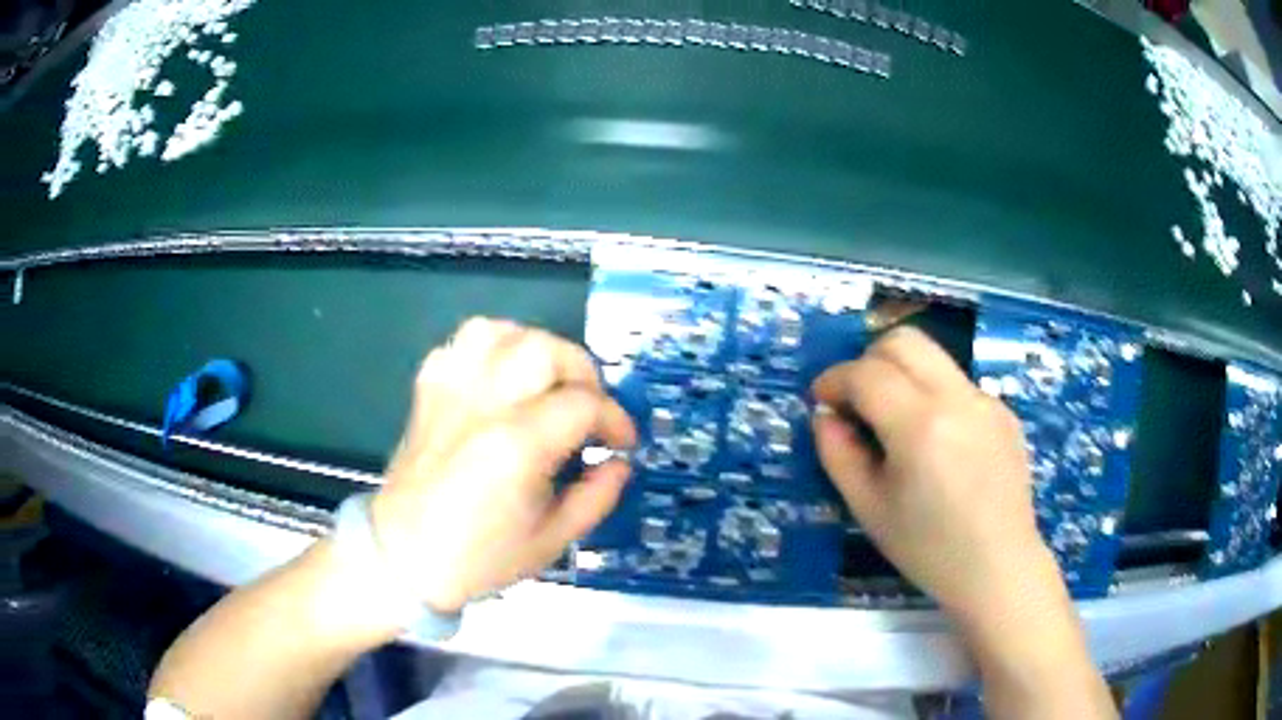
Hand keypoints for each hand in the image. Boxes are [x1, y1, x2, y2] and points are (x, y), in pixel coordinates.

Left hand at [370, 317, 636, 612]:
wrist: (404, 556)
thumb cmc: (478, 557)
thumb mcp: (551, 541)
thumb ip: (596, 497)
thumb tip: (620, 464)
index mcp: (517, 447)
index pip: (583, 404)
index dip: (615, 419)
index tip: (621, 441)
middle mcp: (483, 406)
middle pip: (545, 350)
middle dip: (582, 373)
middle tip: (588, 407)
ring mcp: (450, 392)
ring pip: (501, 333)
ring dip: (536, 349)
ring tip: (547, 383)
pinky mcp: (429, 391)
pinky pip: (462, 343)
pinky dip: (491, 348)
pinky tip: (502, 378)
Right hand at [811, 326, 1060, 620]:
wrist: (998, 567)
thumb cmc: (928, 549)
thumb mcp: (868, 509)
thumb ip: (838, 454)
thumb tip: (825, 414)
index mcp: (920, 426)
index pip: (866, 372)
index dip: (834, 379)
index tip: (821, 400)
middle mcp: (957, 398)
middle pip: (904, 341)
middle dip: (868, 359)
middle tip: (856, 400)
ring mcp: (986, 400)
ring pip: (933, 356)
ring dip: (901, 373)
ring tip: (894, 421)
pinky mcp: (1003, 410)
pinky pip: (957, 383)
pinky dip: (932, 395)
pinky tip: (936, 442)